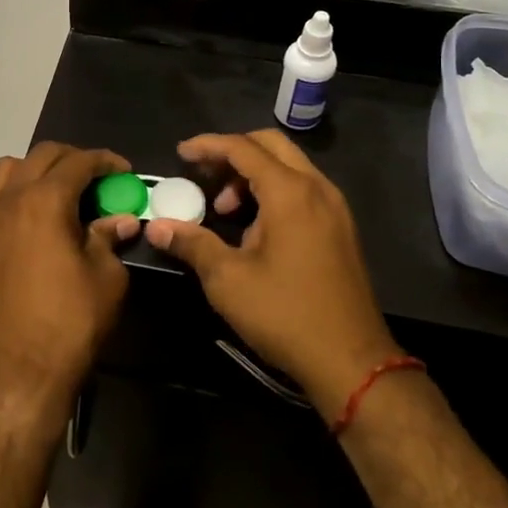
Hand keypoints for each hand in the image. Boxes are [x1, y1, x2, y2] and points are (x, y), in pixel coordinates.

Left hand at [0, 143, 136, 423]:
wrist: (15, 373)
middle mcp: (9, 198)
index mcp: (45, 200)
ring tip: (56, 192)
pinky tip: (16, 221)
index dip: (106, 161)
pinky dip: (0, 201)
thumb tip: (121, 220)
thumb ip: (110, 239)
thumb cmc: (69, 323)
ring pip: (5, 170)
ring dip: (34, 171)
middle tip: (97, 179)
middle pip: (41, 156)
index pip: (79, 162)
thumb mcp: (106, 279)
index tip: (124, 172)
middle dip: (73, 159)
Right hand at [144, 131, 401, 419]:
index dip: (208, 146)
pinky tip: (256, 228)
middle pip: (271, 146)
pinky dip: (274, 192)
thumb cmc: (285, 314)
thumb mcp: (227, 280)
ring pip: (290, 167)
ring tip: (227, 210)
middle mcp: (317, 188)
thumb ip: (192, 243)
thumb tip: (155, 226)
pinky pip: (304, 189)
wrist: (352, 361)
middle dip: (233, 152)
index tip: (181, 154)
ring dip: (254, 175)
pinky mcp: (342, 228)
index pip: (243, 148)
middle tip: (204, 175)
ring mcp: (335, 207)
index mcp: (290, 192)